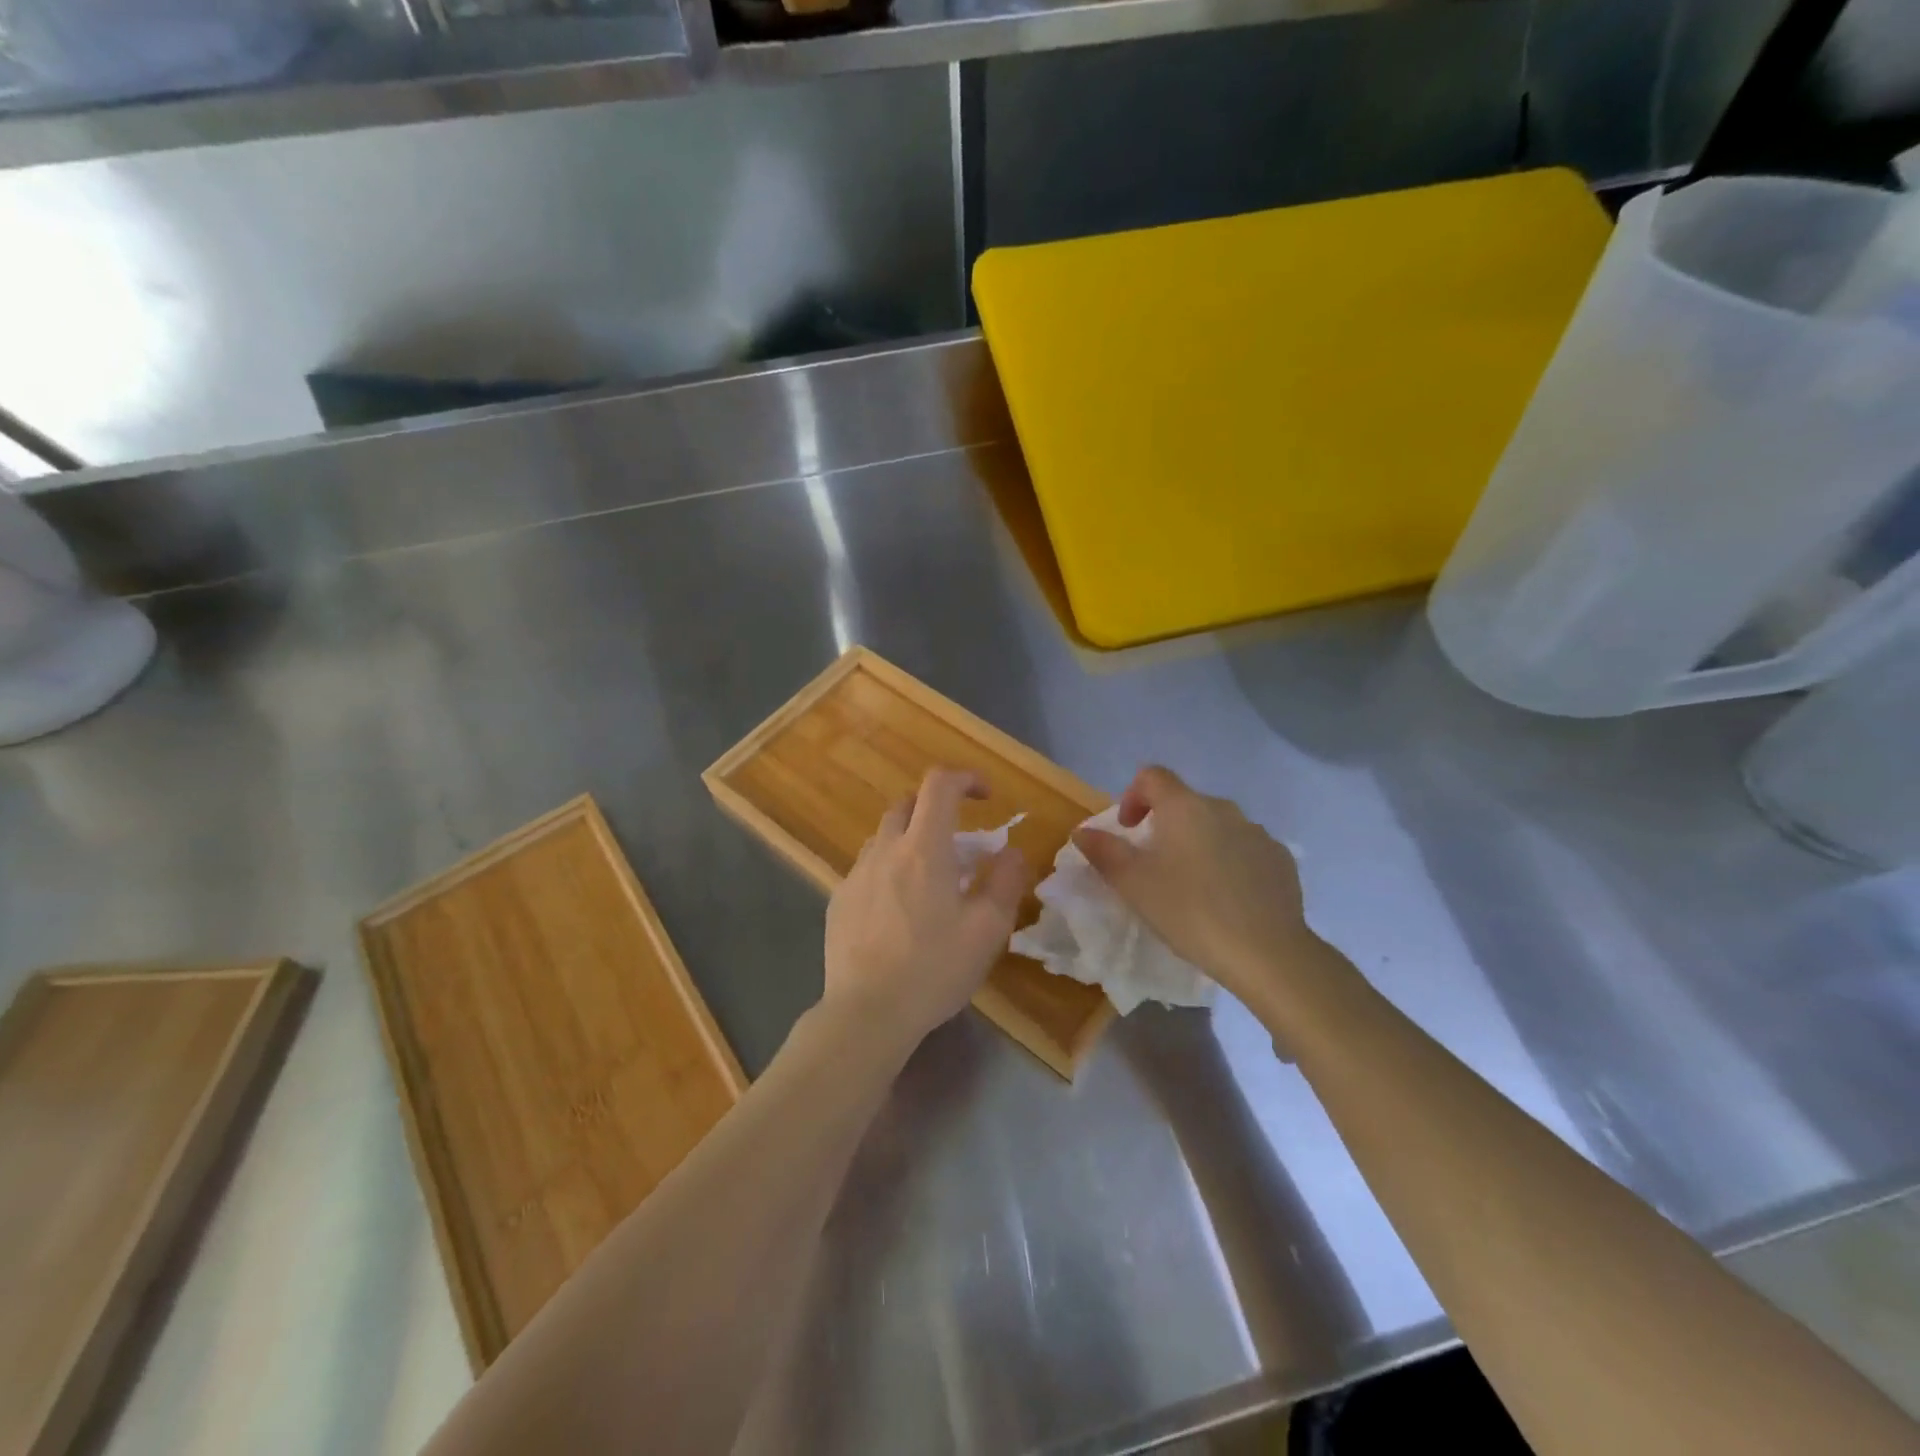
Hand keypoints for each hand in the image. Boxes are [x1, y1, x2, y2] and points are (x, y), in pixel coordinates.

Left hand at [823, 768, 1031, 1046]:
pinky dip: (888, 872)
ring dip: (910, 841)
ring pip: (884, 837)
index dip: (966, 779)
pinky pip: (867, 869)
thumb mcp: (987, 930)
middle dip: (936, 809)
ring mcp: (855, 874)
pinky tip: (898, 912)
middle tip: (959, 842)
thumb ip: (1006, 881)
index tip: (986, 797)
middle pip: (907, 804)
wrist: (867, 1013)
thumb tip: (1012, 852)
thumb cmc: (934, 969)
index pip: (940, 784)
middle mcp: (885, 850)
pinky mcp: (838, 901)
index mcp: (924, 848)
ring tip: (930, 880)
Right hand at [1074, 765, 1328, 1021]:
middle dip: (1165, 825)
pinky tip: (1227, 898)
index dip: (1132, 796)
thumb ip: (1103, 852)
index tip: (1127, 830)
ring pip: (1217, 826)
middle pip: (1185, 802)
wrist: (1267, 952)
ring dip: (1198, 844)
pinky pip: (1246, 849)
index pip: (1152, 776)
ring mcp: (1257, 833)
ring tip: (1192, 886)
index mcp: (1184, 807)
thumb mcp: (1133, 884)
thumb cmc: (1189, 911)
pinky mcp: (1281, 860)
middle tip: (1154, 865)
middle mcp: (1223, 809)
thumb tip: (1082, 831)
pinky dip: (1230, 862)